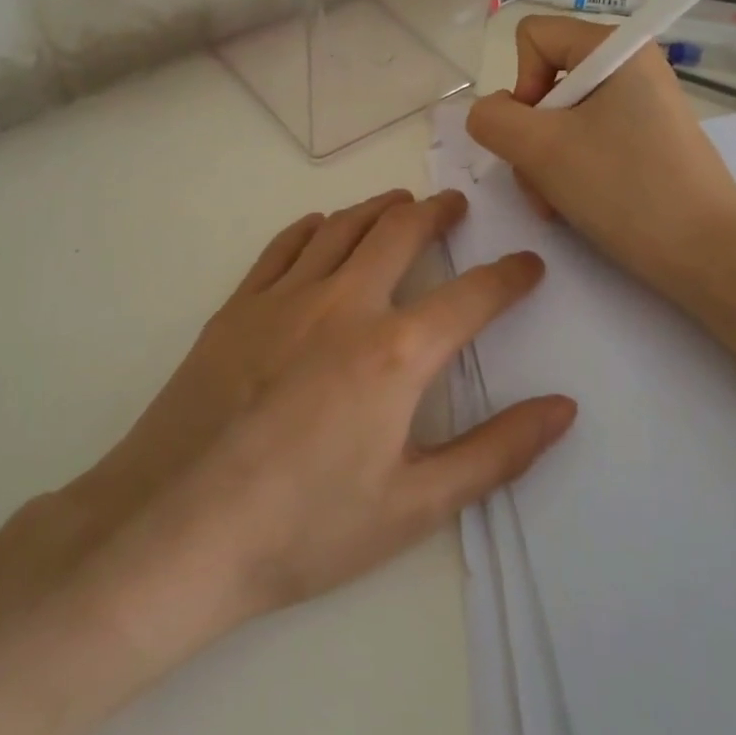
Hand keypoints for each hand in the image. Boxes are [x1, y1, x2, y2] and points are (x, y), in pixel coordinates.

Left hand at [57, 189, 575, 630]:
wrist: (172, 532)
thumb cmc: (302, 530)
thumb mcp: (414, 507)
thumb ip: (496, 453)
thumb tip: (563, 408)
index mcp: (396, 353)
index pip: (472, 296)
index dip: (509, 277)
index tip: (528, 265)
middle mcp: (344, 304)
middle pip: (401, 233)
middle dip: (438, 214)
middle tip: (455, 206)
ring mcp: (284, 299)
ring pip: (343, 226)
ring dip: (380, 208)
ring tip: (402, 202)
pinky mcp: (237, 307)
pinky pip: (283, 246)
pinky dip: (313, 226)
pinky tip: (321, 226)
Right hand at [466, 15, 735, 306]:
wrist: (708, 256)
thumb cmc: (626, 190)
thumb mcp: (541, 150)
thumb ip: (493, 119)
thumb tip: (491, 113)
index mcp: (616, 48)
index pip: (533, 37)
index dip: (521, 84)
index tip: (538, 131)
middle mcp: (631, 68)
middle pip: (545, 83)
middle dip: (531, 137)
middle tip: (543, 181)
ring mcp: (641, 108)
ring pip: (561, 121)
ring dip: (544, 164)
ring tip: (558, 204)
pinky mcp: (646, 143)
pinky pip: (587, 144)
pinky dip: (570, 174)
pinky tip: (576, 208)